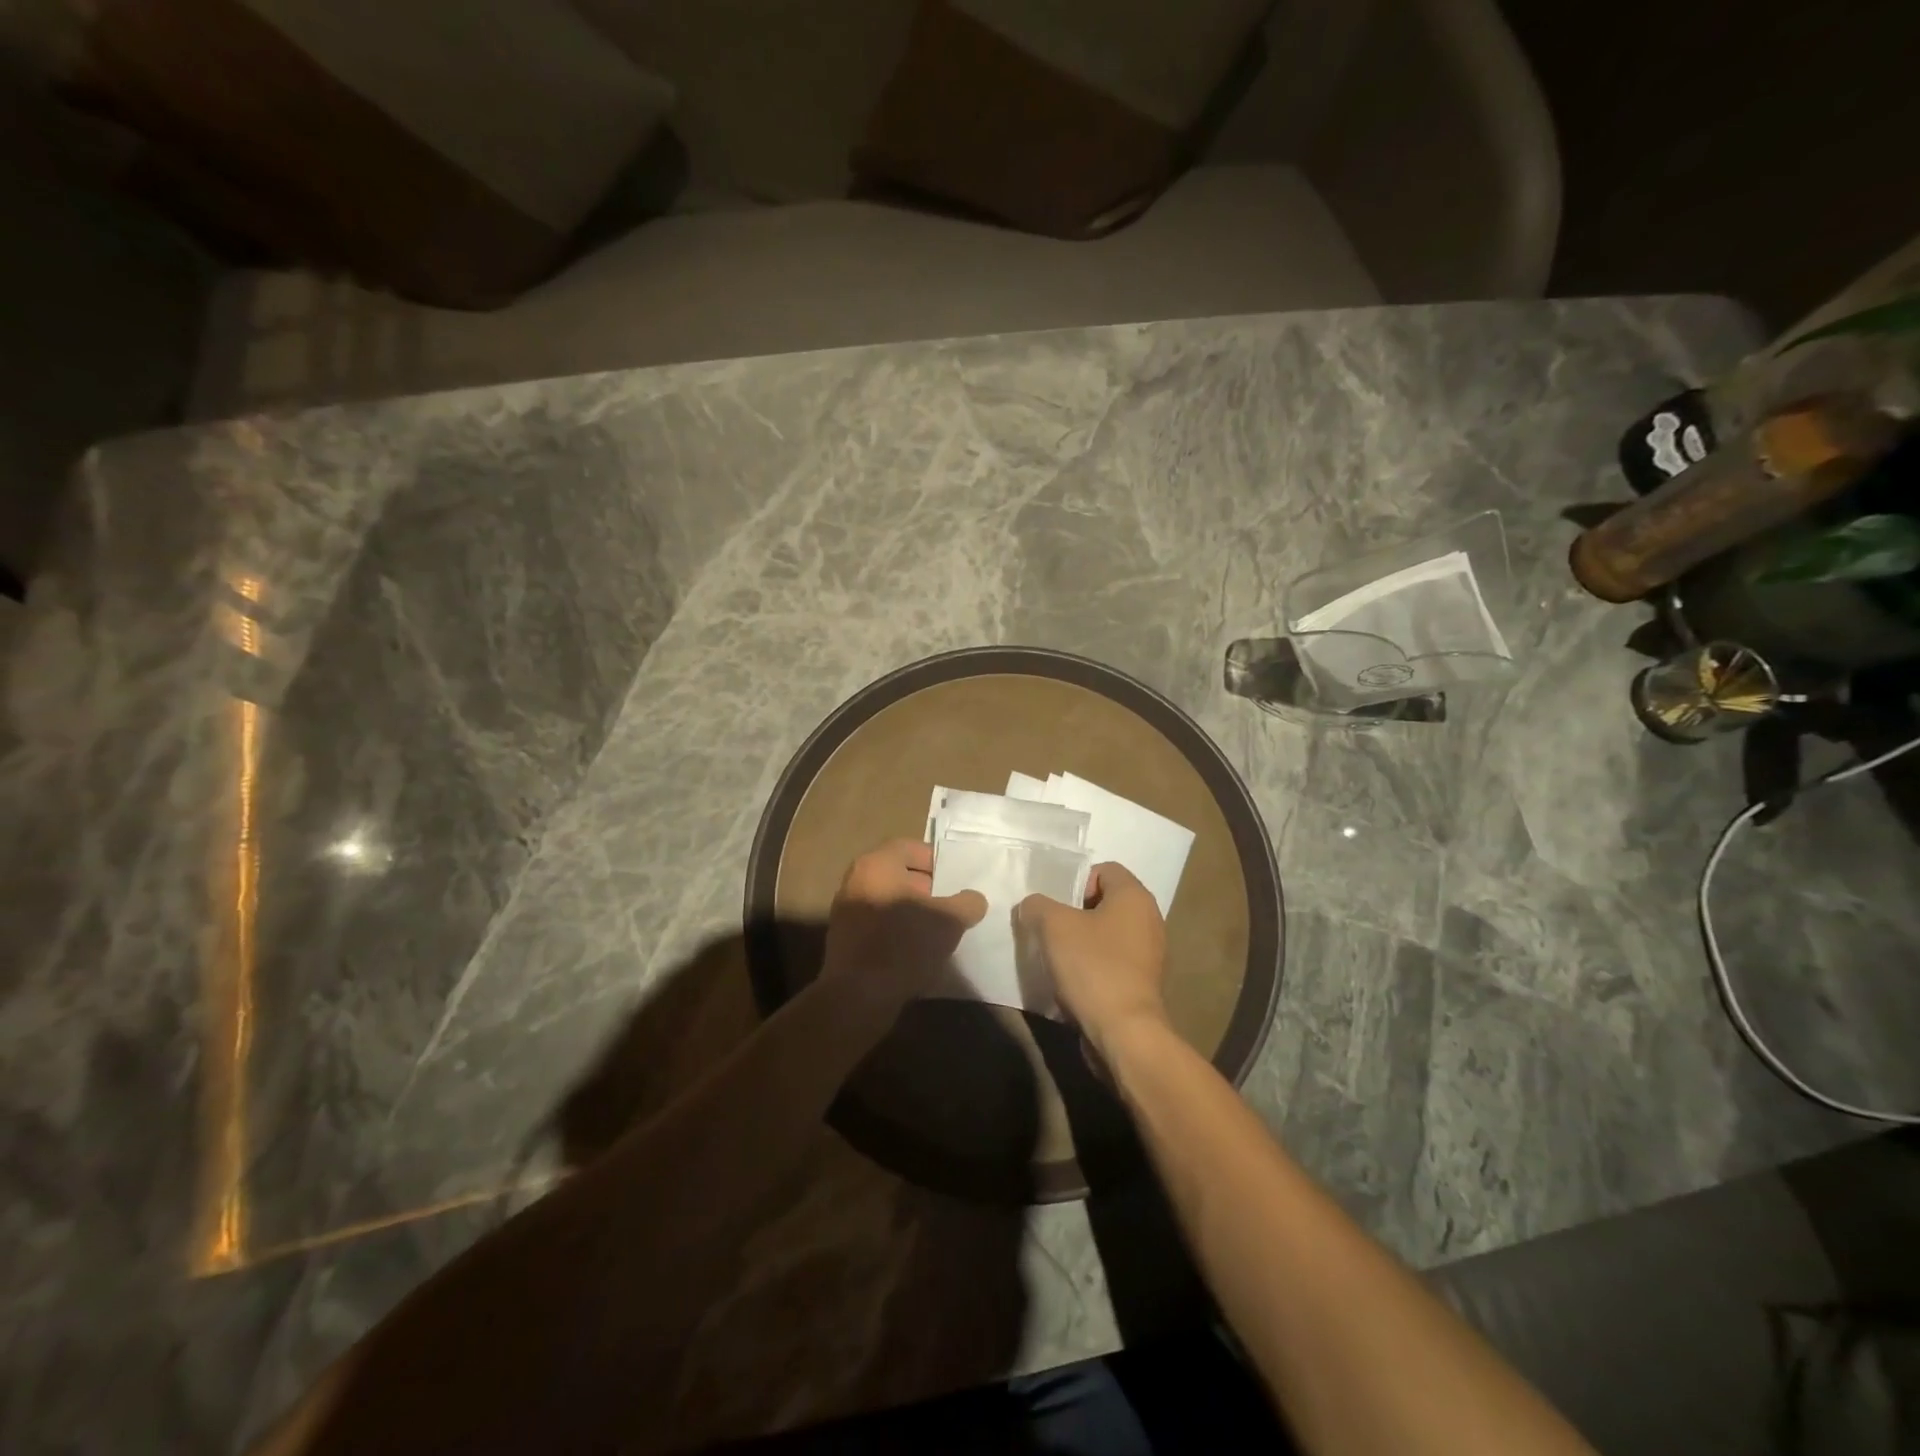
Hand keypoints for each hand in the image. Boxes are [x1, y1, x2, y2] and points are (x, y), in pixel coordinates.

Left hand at [820, 839, 986, 1008]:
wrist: (859, 996)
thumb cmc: (904, 944)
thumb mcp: (949, 921)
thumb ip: (967, 903)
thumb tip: (974, 899)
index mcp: (877, 864)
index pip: (911, 848)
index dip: (937, 861)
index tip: (957, 880)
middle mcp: (856, 879)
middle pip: (898, 874)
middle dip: (927, 888)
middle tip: (950, 905)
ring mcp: (846, 909)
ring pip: (888, 899)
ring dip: (912, 911)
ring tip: (937, 930)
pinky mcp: (844, 938)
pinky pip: (877, 923)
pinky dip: (897, 929)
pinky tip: (916, 949)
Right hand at [1017, 862, 1166, 1053]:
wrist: (1124, 1032)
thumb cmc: (1092, 967)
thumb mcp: (1053, 926)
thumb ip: (1037, 906)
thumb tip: (1032, 906)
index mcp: (1135, 896)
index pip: (1104, 870)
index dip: (1076, 882)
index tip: (1057, 907)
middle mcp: (1149, 918)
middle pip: (1105, 902)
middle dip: (1075, 913)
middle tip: (1051, 930)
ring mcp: (1150, 953)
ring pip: (1108, 933)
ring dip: (1082, 941)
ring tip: (1058, 957)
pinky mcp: (1144, 982)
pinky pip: (1114, 960)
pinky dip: (1094, 965)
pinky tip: (1074, 981)